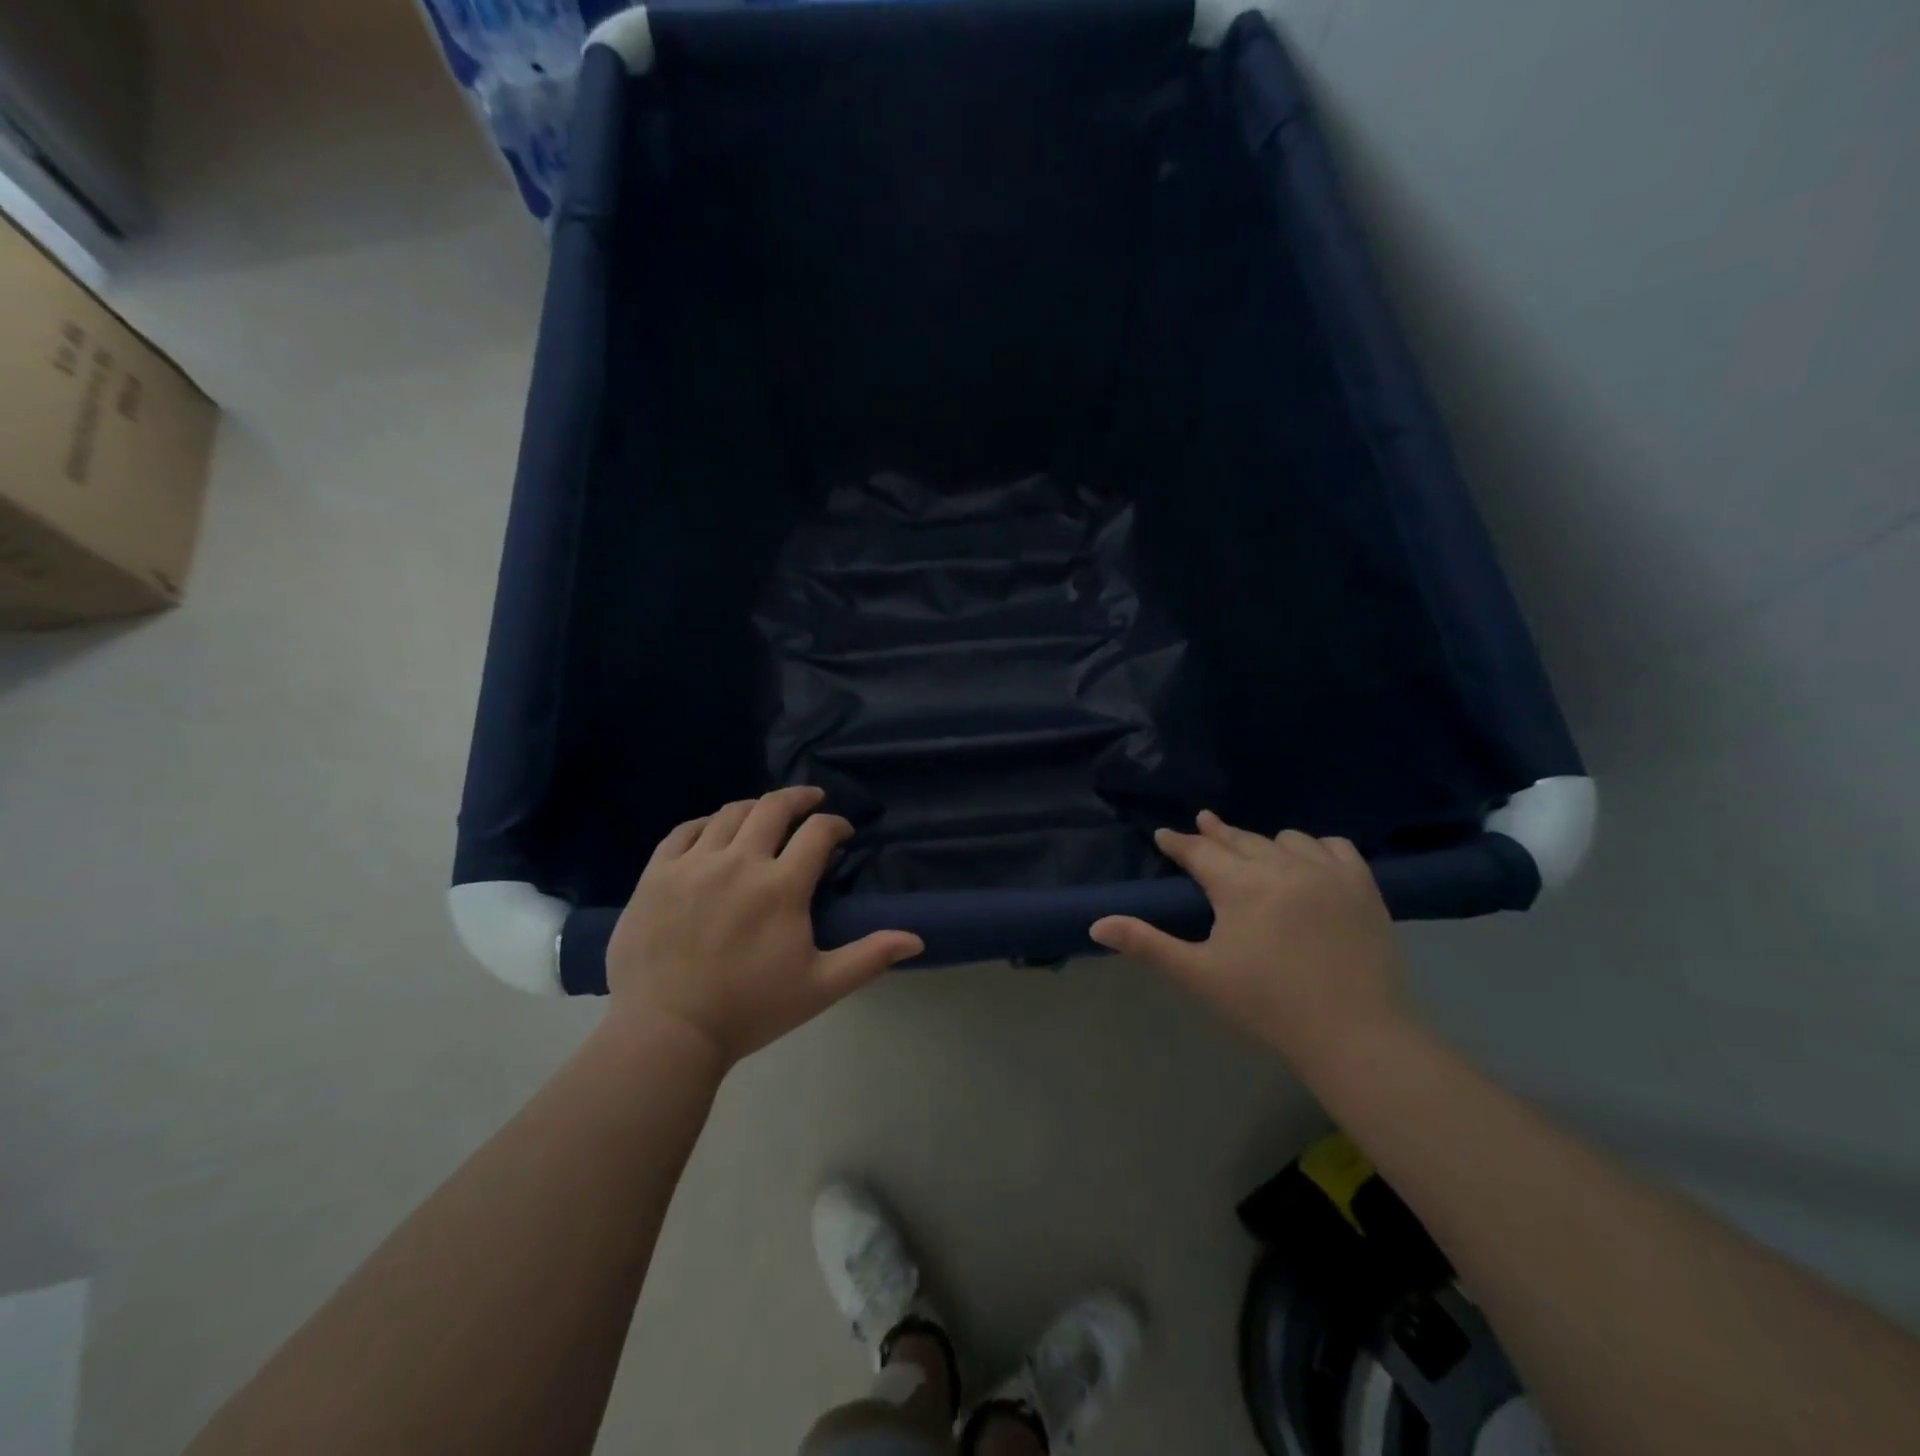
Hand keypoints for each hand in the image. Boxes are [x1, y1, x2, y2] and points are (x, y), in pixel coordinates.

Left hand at [606, 786, 923, 1065]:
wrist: (667, 1033)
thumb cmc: (750, 1010)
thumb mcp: (820, 987)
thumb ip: (869, 957)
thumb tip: (916, 938)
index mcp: (781, 887)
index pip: (818, 833)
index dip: (836, 824)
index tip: (842, 833)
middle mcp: (740, 862)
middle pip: (773, 807)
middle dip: (800, 797)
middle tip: (811, 800)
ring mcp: (693, 864)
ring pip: (730, 813)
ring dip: (755, 808)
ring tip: (765, 815)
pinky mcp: (656, 874)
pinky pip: (684, 831)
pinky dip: (706, 824)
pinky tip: (713, 832)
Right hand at [1089, 812, 1409, 1069]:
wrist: (1356, 1034)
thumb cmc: (1268, 1005)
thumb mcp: (1199, 975)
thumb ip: (1147, 943)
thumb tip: (1097, 924)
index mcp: (1240, 885)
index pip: (1199, 851)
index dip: (1178, 842)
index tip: (1163, 835)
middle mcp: (1282, 865)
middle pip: (1240, 839)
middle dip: (1216, 833)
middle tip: (1201, 824)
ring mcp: (1327, 872)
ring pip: (1286, 839)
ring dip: (1263, 842)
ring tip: (1254, 851)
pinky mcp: (1363, 886)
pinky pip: (1334, 847)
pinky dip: (1314, 848)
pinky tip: (1308, 858)